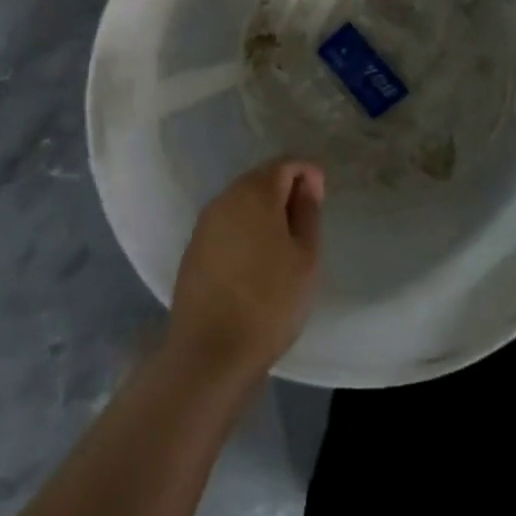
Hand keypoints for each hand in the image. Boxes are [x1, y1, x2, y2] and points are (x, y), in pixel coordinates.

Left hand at [166, 158, 324, 385]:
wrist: (211, 351)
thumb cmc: (270, 301)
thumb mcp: (305, 257)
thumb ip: (308, 212)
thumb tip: (307, 183)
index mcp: (254, 193)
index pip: (285, 164)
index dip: (308, 174)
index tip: (322, 199)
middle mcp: (225, 198)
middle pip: (260, 179)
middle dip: (285, 190)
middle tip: (307, 223)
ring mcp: (205, 223)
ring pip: (241, 201)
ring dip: (264, 211)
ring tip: (284, 243)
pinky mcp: (194, 247)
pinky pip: (227, 224)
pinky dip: (245, 229)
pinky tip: (256, 259)